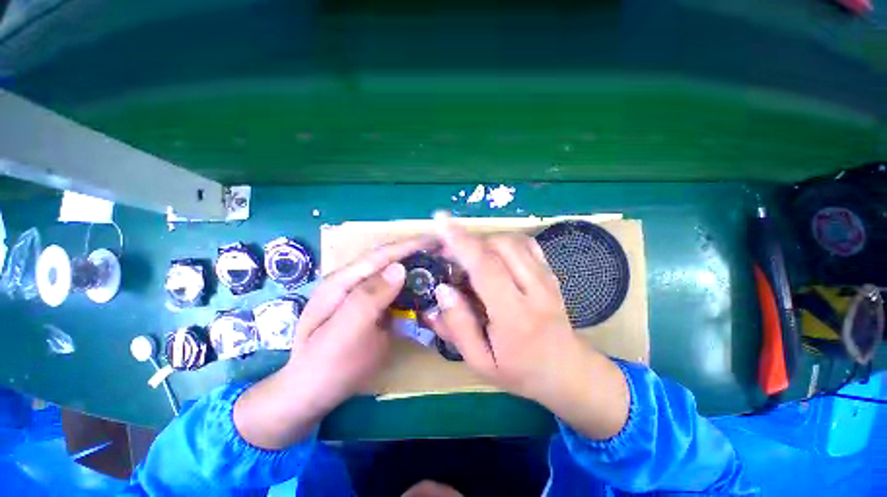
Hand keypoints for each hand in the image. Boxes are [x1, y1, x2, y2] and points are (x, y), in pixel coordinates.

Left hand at [234, 237, 431, 448]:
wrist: (311, 393)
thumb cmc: (327, 367)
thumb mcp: (345, 334)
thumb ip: (369, 298)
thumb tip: (399, 268)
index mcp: (342, 282)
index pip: (381, 255)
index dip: (410, 245)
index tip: (437, 239)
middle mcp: (352, 281)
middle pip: (388, 259)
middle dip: (416, 251)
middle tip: (444, 251)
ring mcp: (362, 294)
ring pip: (393, 273)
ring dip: (415, 266)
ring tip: (439, 263)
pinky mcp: (370, 307)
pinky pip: (394, 290)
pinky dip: (411, 285)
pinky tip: (425, 286)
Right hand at [426, 214, 628, 438]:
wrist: (567, 370)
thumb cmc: (520, 371)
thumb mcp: (480, 362)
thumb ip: (458, 326)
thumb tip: (442, 290)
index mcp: (514, 316)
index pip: (485, 268)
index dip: (461, 242)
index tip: (441, 221)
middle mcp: (534, 290)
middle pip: (499, 246)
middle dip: (469, 242)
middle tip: (451, 254)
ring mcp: (547, 278)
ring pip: (512, 241)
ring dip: (485, 242)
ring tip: (470, 258)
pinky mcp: (551, 273)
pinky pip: (526, 244)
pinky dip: (504, 242)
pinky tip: (494, 255)